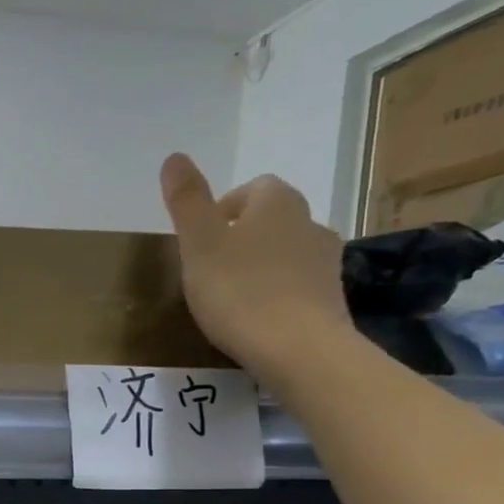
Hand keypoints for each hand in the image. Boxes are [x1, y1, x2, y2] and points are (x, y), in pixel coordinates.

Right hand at [159, 154, 353, 383]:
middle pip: (270, 220)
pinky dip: (277, 293)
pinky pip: (297, 284)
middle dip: (242, 238)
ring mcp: (325, 259)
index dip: (222, 211)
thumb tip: (174, 156)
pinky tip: (257, 319)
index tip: (200, 241)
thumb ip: (186, 201)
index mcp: (275, 201)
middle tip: (211, 269)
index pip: (250, 190)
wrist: (297, 347)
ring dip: (261, 265)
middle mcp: (308, 220)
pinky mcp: (330, 296)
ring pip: (286, 252)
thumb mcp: (199, 245)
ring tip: (233, 297)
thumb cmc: (239, 291)